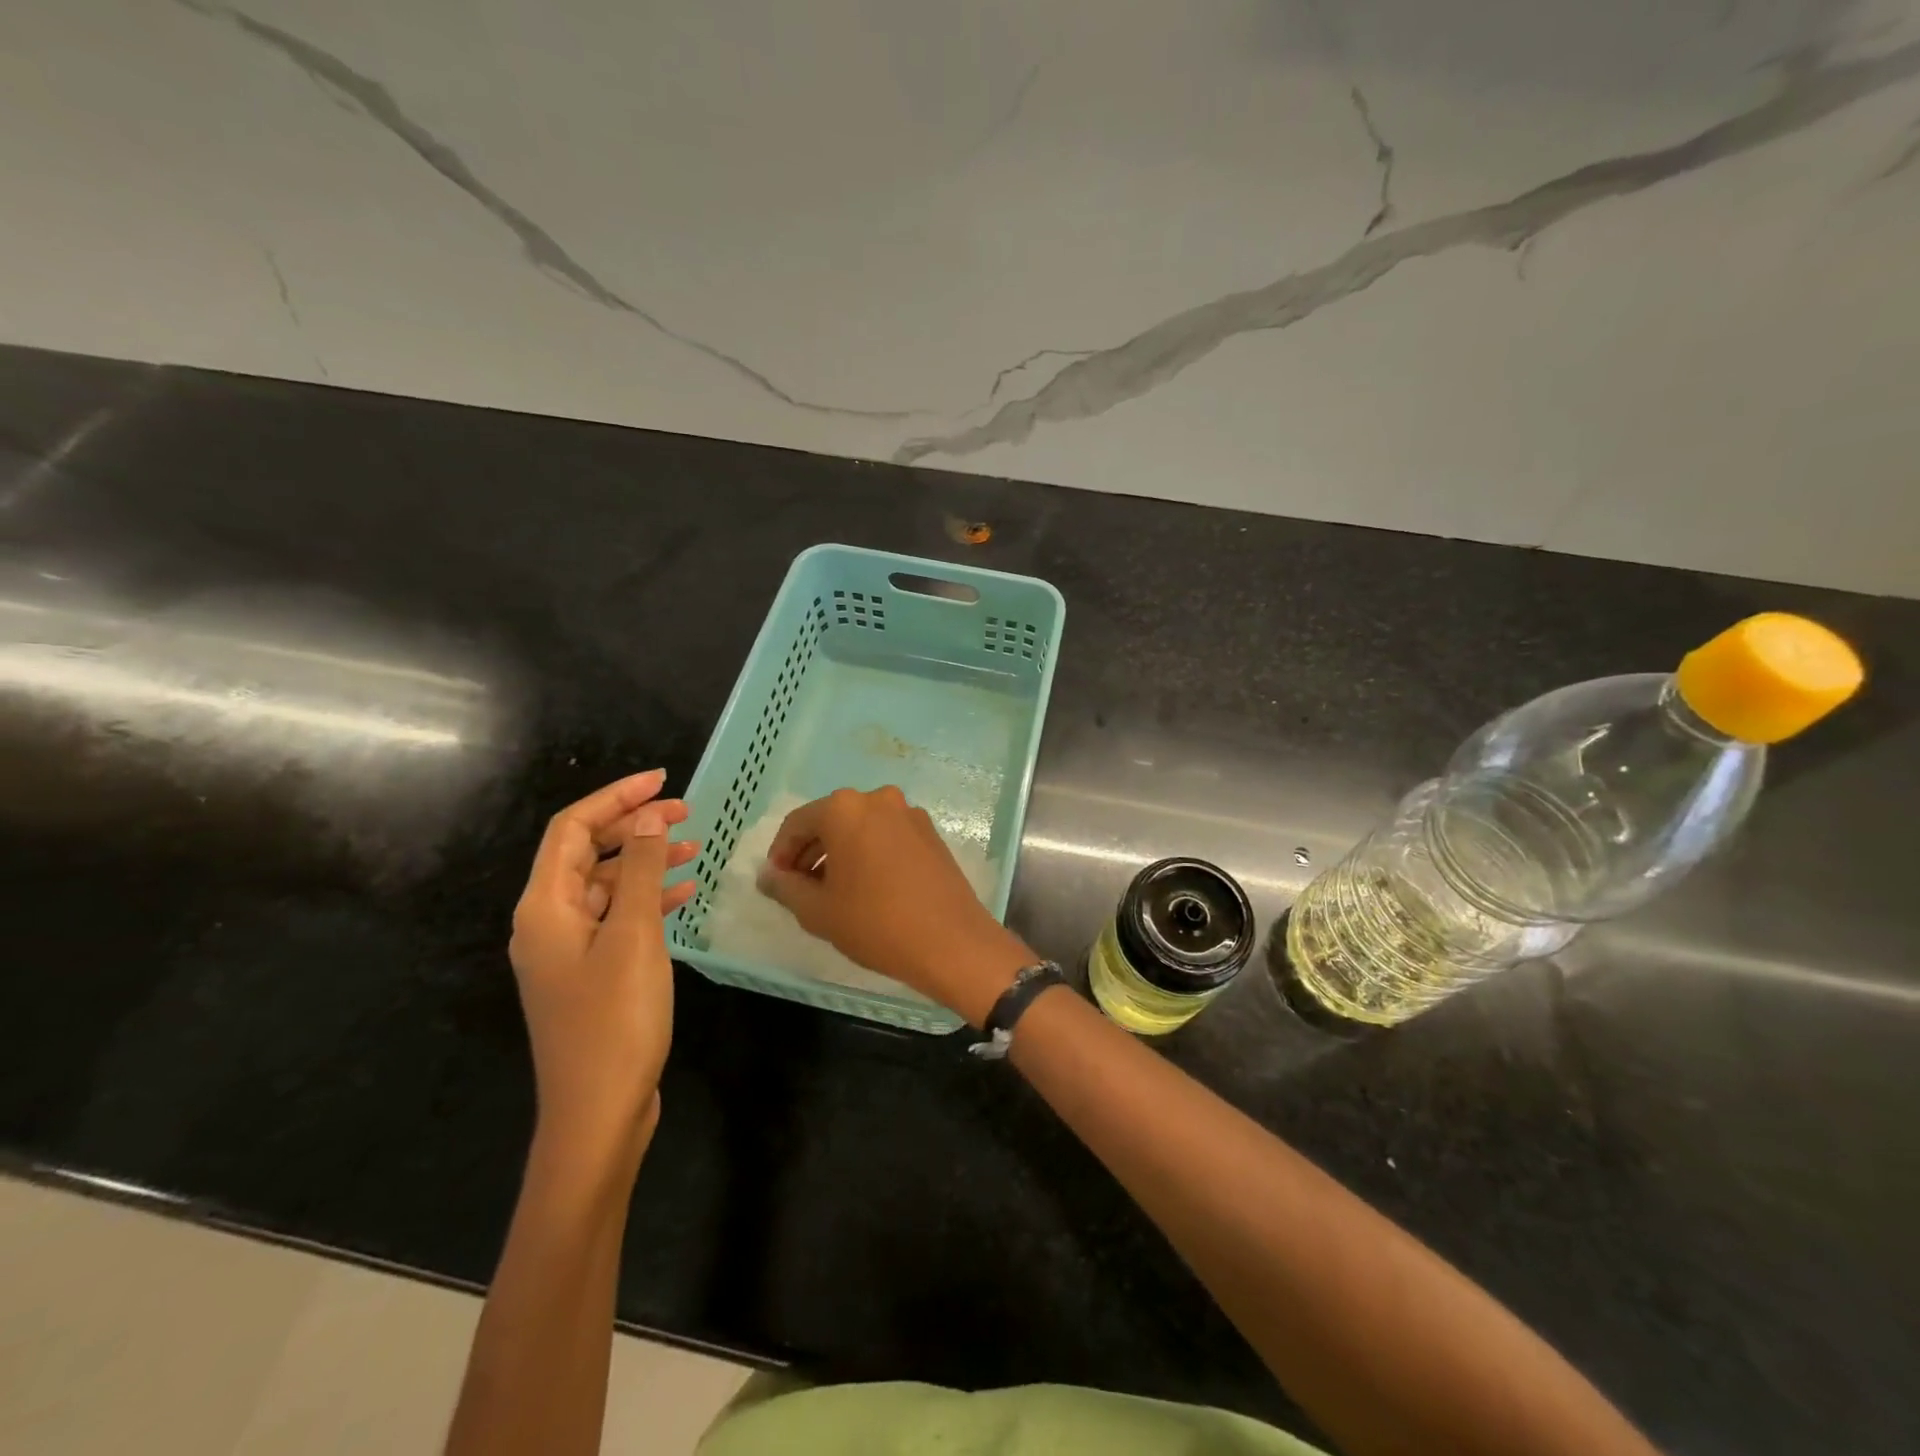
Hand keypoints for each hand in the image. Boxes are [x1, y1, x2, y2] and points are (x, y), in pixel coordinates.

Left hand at [508, 770, 698, 1172]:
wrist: (599, 1112)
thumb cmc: (615, 1019)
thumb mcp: (633, 935)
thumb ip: (639, 870)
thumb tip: (647, 816)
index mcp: (545, 907)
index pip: (572, 829)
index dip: (616, 797)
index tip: (663, 780)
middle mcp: (548, 922)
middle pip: (587, 853)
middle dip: (634, 826)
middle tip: (687, 812)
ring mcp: (569, 950)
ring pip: (606, 885)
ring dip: (645, 861)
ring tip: (693, 848)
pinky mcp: (591, 973)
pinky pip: (618, 917)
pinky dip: (648, 899)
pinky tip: (683, 894)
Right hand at [758, 786, 1029, 1025]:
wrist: (952, 942)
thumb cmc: (876, 923)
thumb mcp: (818, 911)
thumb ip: (785, 887)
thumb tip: (767, 874)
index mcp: (845, 808)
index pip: (797, 823)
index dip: (780, 853)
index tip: (776, 882)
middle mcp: (878, 799)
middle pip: (830, 820)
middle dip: (810, 852)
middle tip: (800, 889)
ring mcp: (909, 814)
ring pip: (860, 827)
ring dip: (840, 853)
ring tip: (832, 891)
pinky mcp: (931, 833)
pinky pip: (887, 835)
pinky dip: (869, 853)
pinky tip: (867, 887)